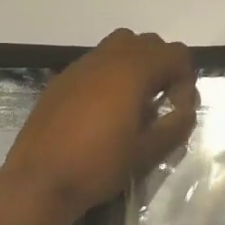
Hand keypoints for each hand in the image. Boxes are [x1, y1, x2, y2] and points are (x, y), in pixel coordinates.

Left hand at [0, 29, 199, 224]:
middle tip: (161, 102)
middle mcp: (107, 58)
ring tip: (133, 102)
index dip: (186, 79)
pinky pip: (95, 63)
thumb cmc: (98, 166)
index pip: (175, 53)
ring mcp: (80, 66)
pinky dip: (110, 75)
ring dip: (136, 66)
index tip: (177, 109)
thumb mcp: (147, 152)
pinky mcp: (62, 80)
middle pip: (148, 43)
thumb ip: (175, 125)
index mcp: (132, 71)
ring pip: (119, 46)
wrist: (38, 182)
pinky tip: (103, 111)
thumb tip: (186, 111)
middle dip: (162, 67)